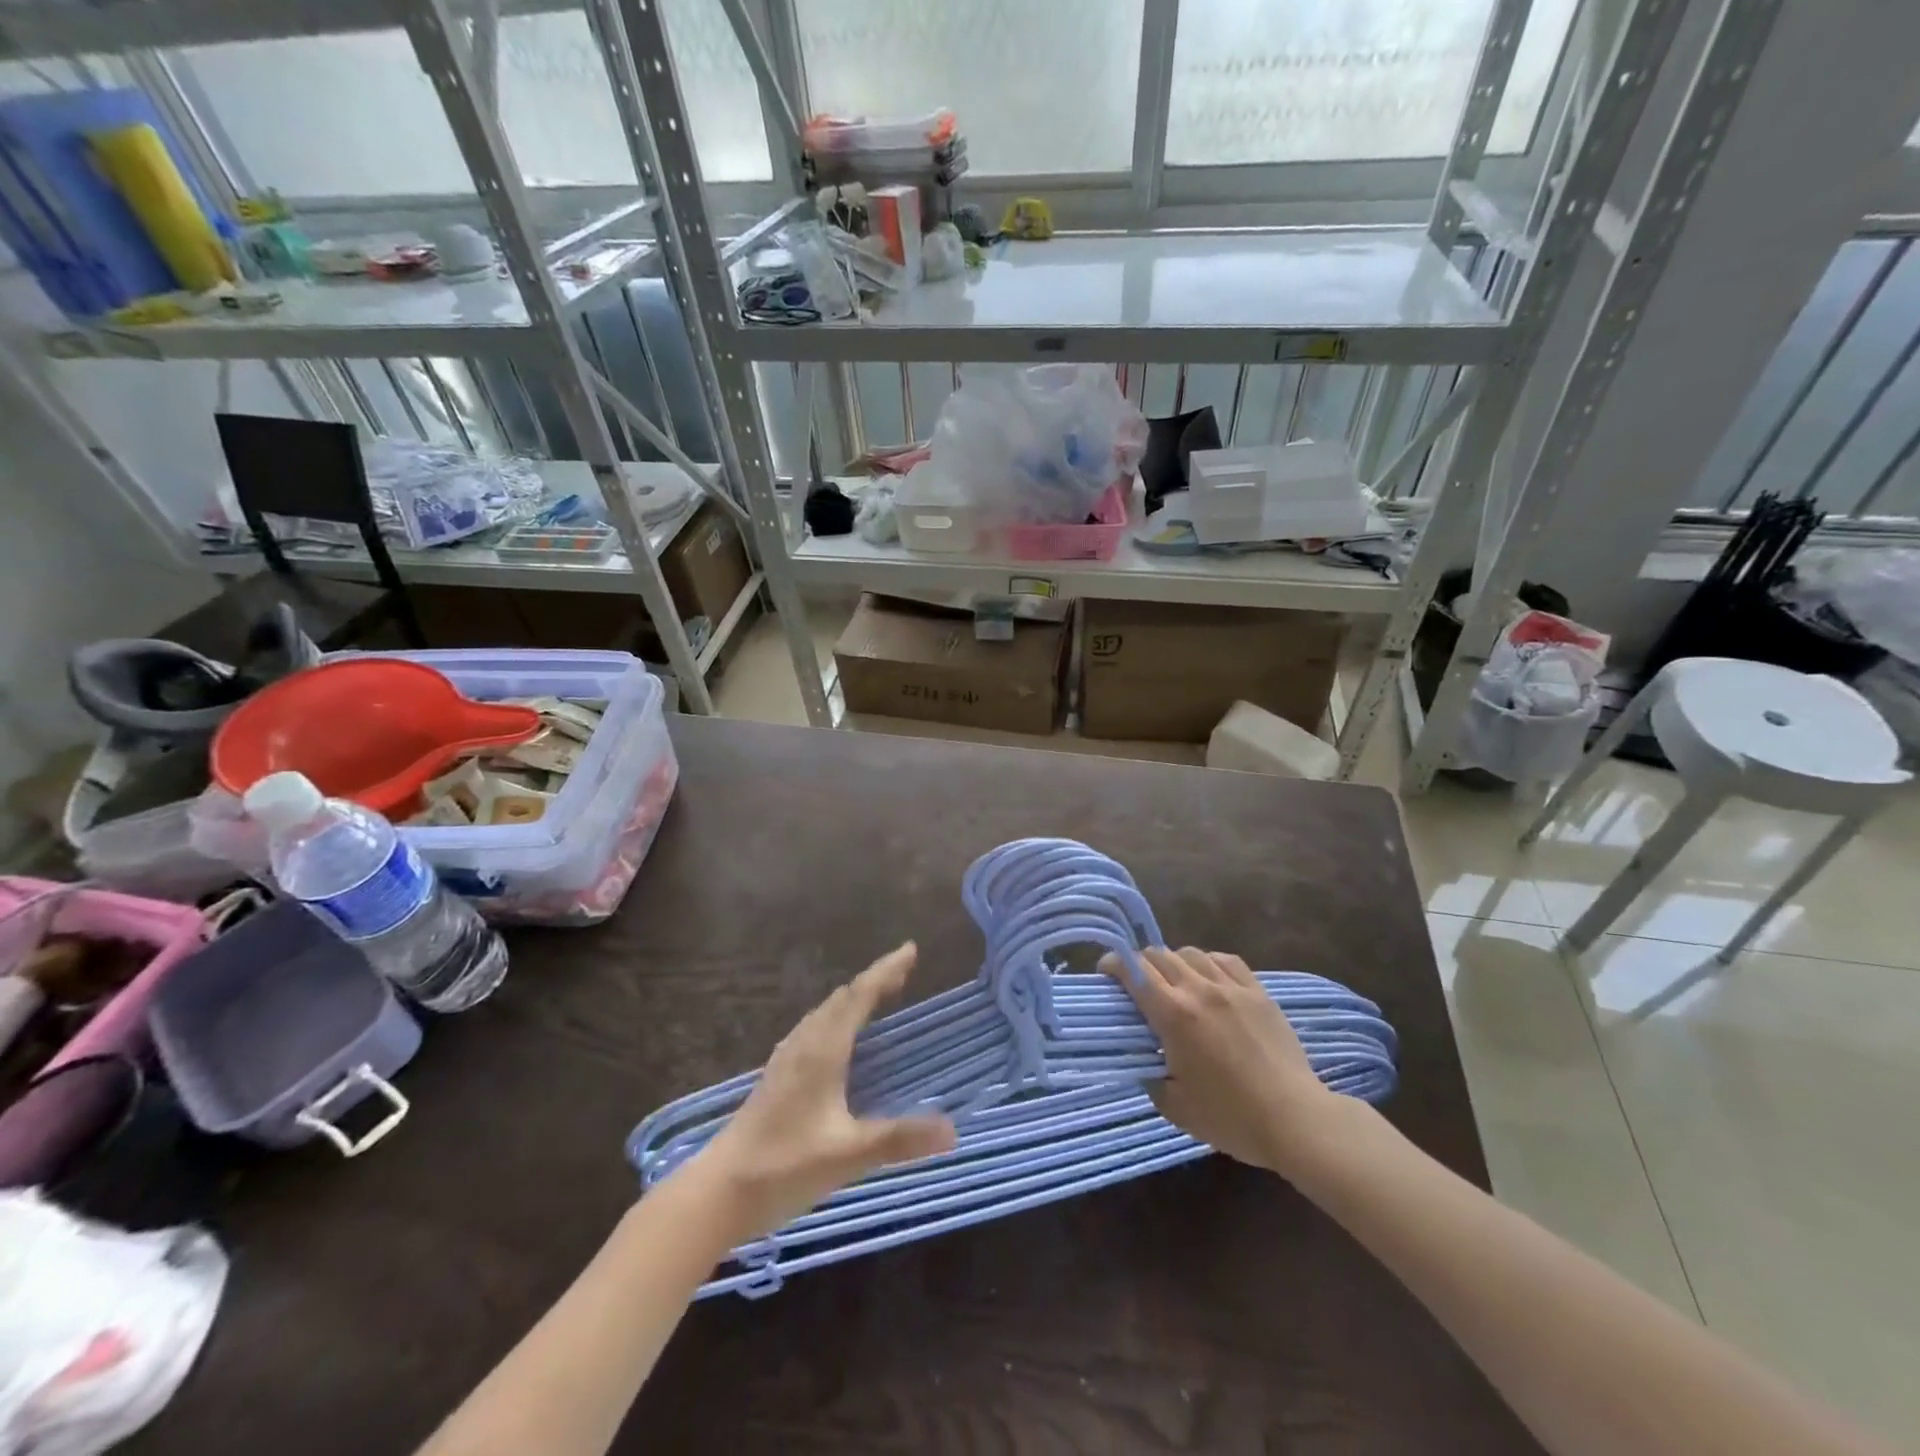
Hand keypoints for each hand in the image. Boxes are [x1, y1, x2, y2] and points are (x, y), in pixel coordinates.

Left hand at [689, 943, 956, 1238]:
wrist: (717, 1192)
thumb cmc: (783, 1166)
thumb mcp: (847, 1154)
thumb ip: (899, 1140)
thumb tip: (951, 1130)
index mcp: (823, 1050)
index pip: (859, 996)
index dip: (886, 970)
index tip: (910, 950)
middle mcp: (804, 1044)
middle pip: (842, 998)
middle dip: (873, 981)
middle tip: (903, 974)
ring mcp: (786, 1059)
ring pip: (824, 1013)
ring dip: (853, 999)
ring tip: (876, 998)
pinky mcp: (776, 1077)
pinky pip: (813, 1029)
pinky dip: (836, 1018)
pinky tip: (836, 1040)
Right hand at [1103, 946, 1335, 1174]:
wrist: (1295, 1120)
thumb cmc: (1231, 1117)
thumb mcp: (1174, 1106)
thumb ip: (1150, 1076)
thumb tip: (1144, 1059)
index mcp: (1174, 1014)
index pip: (1134, 971)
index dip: (1114, 965)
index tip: (1106, 974)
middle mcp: (1199, 990)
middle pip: (1159, 955)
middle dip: (1140, 964)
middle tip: (1137, 985)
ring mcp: (1232, 988)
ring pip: (1192, 953)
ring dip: (1174, 962)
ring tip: (1175, 982)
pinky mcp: (1259, 992)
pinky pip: (1226, 960)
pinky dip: (1208, 963)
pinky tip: (1209, 979)